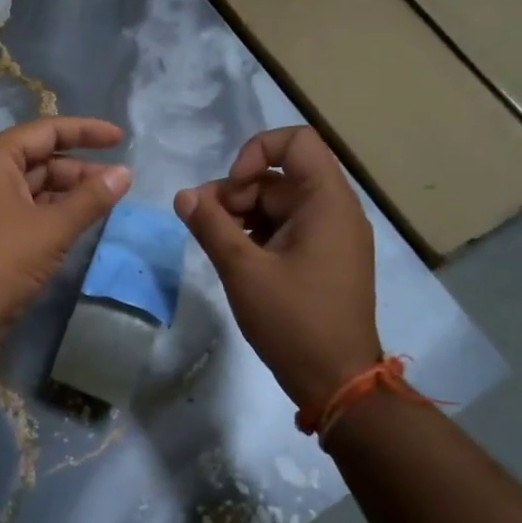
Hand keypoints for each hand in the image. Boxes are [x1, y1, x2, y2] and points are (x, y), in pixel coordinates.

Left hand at [0, 117, 131, 339]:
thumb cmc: (4, 261)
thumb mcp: (54, 228)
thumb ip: (92, 198)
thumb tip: (125, 174)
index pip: (44, 131)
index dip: (86, 131)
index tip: (120, 138)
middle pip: (37, 158)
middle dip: (79, 168)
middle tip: (117, 181)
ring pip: (30, 185)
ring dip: (66, 191)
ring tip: (104, 202)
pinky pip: (20, 208)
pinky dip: (49, 210)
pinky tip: (76, 221)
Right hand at [176, 127, 381, 413]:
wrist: (338, 381)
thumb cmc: (294, 321)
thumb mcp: (243, 271)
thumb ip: (210, 226)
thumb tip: (184, 195)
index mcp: (326, 202)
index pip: (296, 141)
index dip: (257, 151)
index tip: (232, 186)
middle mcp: (334, 211)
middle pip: (279, 177)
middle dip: (236, 193)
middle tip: (203, 224)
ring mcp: (331, 236)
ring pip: (278, 205)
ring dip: (241, 215)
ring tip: (212, 243)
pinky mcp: (323, 259)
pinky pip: (286, 229)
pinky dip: (257, 235)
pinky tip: (233, 258)